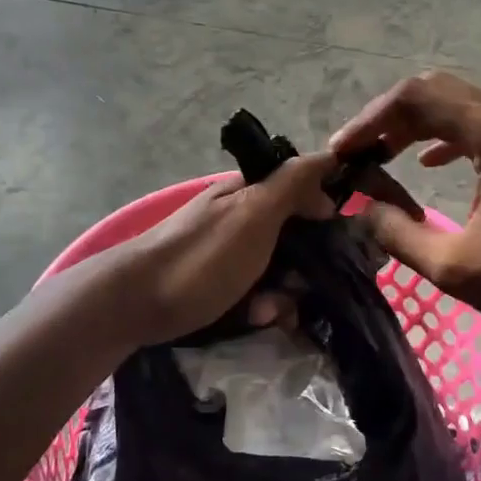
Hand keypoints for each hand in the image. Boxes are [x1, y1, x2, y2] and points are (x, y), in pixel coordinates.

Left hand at [102, 154, 338, 346]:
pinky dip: (261, 307)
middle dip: (307, 265)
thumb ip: (291, 184)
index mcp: (250, 192)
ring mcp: (229, 253)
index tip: (345, 238)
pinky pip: (256, 294)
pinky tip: (254, 319)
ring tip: (269, 311)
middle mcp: (241, 217)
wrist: (135, 303)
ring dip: (284, 293)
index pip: (303, 187)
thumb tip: (328, 161)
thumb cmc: (202, 256)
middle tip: (304, 286)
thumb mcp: (253, 213)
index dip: (326, 209)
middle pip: (296, 236)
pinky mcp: (218, 286)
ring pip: (279, 270)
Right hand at [329, 72, 480, 346]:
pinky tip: (429, 162)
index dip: (370, 120)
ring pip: (461, 105)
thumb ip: (398, 233)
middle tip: (356, 152)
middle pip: (438, 92)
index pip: (418, 99)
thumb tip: (361, 208)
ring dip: (416, 124)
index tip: (342, 151)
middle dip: (389, 117)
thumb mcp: (455, 268)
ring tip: (380, 154)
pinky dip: (447, 136)